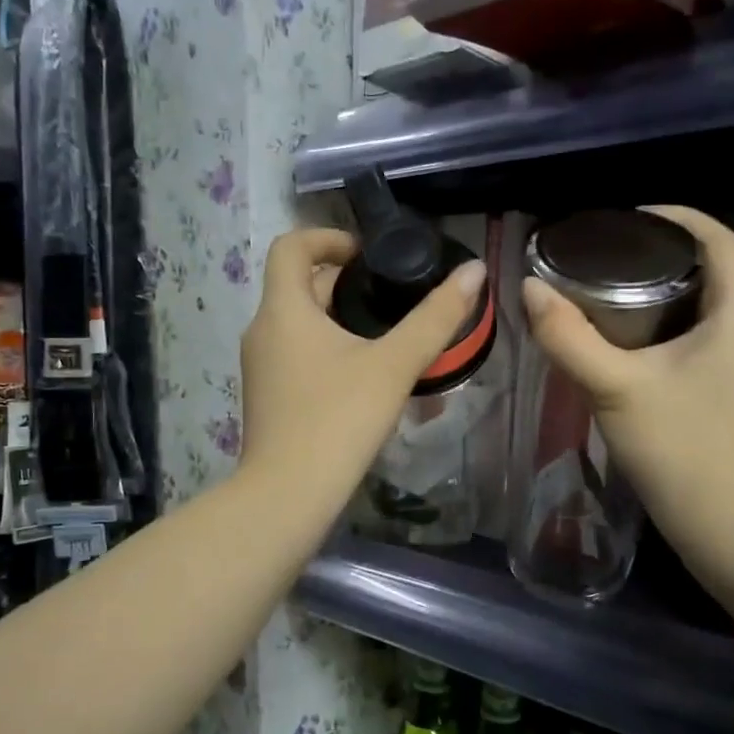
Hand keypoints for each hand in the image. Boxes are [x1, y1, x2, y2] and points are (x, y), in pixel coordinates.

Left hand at [240, 228, 485, 523]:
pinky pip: (294, 354)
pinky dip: (324, 349)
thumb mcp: (394, 365)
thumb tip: (475, 271)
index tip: (368, 255)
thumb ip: (436, 317)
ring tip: (385, 336)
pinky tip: (361, 376)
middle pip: (297, 285)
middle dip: (343, 283)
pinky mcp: (266, 396)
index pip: (291, 246)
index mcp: (283, 309)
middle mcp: (261, 330)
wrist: (288, 495)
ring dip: (336, 318)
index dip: (329, 238)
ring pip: (297, 323)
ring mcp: (259, 367)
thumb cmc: (338, 420)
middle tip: (391, 297)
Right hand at [521, 205, 733, 559]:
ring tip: (615, 288)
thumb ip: (567, 336)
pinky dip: (676, 320)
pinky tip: (636, 337)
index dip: (675, 217)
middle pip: (716, 267)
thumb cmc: (676, 446)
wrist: (724, 521)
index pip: (718, 238)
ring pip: (713, 303)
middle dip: (665, 253)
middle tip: (609, 255)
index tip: (626, 218)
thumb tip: (530, 288)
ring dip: (670, 288)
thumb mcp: (613, 386)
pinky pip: (711, 332)